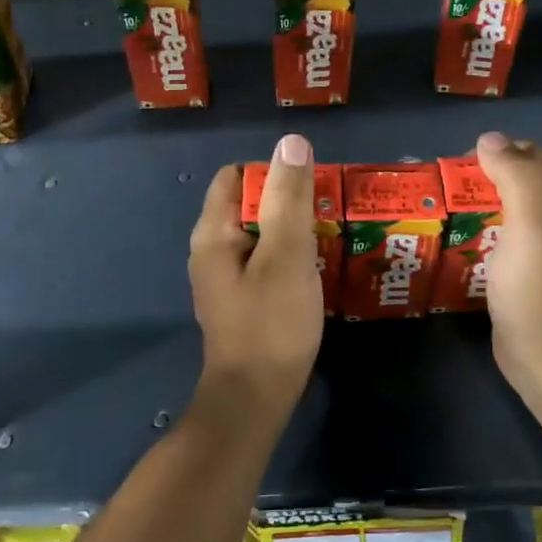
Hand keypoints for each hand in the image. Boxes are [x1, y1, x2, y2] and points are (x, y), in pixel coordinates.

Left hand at [189, 133, 323, 416]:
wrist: (255, 399)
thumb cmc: (271, 324)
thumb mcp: (286, 255)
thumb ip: (289, 199)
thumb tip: (291, 142)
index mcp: (213, 232)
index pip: (236, 176)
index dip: (273, 172)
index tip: (310, 185)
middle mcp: (212, 249)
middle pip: (250, 203)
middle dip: (288, 201)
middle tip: (329, 211)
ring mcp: (226, 277)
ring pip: (261, 234)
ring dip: (292, 229)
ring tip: (330, 235)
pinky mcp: (242, 299)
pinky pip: (265, 261)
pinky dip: (289, 256)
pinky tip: (316, 267)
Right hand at [474, 131, 541, 417]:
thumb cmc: (540, 288)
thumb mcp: (532, 224)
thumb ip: (515, 175)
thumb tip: (489, 138)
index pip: (535, 155)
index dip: (500, 152)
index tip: (462, 167)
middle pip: (519, 178)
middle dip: (483, 178)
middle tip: (447, 190)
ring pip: (505, 206)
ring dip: (476, 204)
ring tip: (443, 211)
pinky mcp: (522, 267)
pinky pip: (498, 234)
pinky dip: (476, 229)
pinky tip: (454, 237)